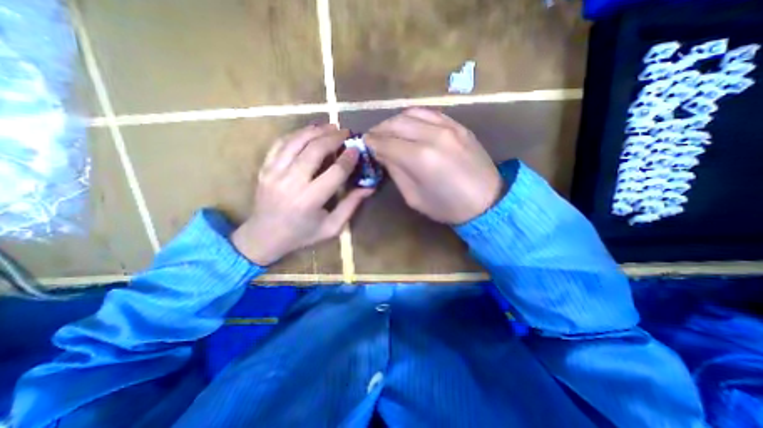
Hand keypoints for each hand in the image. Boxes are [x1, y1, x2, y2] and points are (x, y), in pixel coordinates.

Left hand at [234, 122, 375, 265]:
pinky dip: (296, 134)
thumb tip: (369, 187)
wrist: (263, 237)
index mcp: (310, 200)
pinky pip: (280, 144)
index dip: (348, 159)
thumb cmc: (302, 235)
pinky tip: (308, 131)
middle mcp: (291, 183)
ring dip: (315, 130)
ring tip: (330, 125)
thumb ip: (351, 205)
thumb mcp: (331, 227)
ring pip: (296, 142)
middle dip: (333, 138)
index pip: (334, 172)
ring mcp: (274, 173)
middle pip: (314, 151)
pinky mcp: (264, 169)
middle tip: (345, 132)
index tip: (357, 149)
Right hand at [366, 107, 504, 224]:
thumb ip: (397, 172)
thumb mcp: (414, 198)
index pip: (386, 142)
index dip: (372, 143)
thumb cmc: (448, 207)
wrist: (488, 201)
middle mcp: (433, 136)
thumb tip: (384, 154)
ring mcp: (448, 127)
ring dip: (394, 120)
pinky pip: (430, 113)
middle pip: (396, 123)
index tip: (364, 144)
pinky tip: (408, 125)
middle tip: (372, 137)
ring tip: (387, 130)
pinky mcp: (458, 125)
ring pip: (411, 113)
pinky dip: (413, 117)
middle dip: (379, 129)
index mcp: (420, 158)